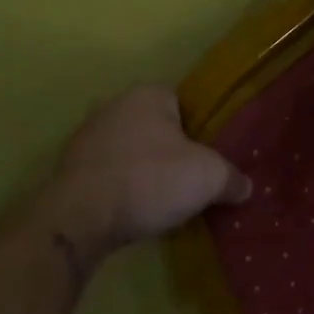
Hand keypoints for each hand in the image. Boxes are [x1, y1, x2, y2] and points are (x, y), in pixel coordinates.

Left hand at [21, 87, 251, 266]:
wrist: (79, 219)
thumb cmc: (150, 181)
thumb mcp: (209, 178)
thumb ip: (232, 178)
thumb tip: (245, 187)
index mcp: (149, 94)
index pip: (184, 103)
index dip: (199, 130)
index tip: (207, 157)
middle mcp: (114, 105)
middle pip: (155, 127)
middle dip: (170, 150)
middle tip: (189, 179)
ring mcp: (86, 136)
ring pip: (130, 150)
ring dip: (143, 169)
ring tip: (162, 199)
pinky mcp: (68, 168)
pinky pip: (108, 172)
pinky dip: (121, 187)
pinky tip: (133, 209)